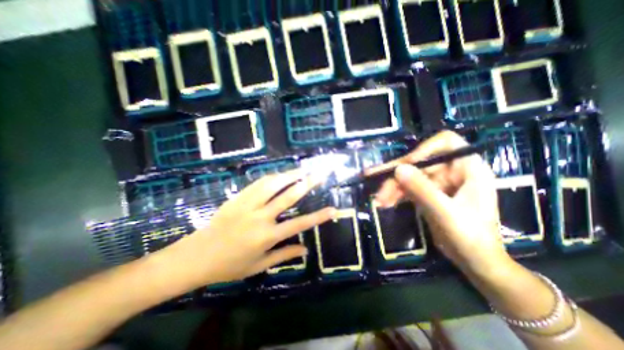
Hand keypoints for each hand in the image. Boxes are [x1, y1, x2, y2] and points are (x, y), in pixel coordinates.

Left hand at [161, 169, 336, 289]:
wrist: (195, 256)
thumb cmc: (229, 266)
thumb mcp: (258, 265)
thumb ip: (284, 255)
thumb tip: (306, 250)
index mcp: (267, 236)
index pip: (299, 224)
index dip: (318, 217)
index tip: (333, 209)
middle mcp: (260, 217)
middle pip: (287, 196)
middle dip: (306, 184)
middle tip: (319, 174)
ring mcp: (247, 205)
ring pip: (272, 184)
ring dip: (289, 175)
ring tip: (302, 169)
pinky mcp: (237, 198)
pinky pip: (257, 183)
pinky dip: (272, 177)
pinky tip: (280, 174)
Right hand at [370, 132, 511, 275]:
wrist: (474, 261)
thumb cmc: (470, 237)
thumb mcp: (445, 213)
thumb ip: (422, 190)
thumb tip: (398, 169)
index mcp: (467, 168)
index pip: (445, 142)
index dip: (423, 150)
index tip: (405, 165)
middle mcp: (451, 171)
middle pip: (419, 163)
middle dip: (397, 175)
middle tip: (376, 182)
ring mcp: (438, 182)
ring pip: (410, 176)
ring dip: (393, 187)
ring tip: (379, 200)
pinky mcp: (428, 193)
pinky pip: (408, 188)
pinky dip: (396, 195)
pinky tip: (384, 202)